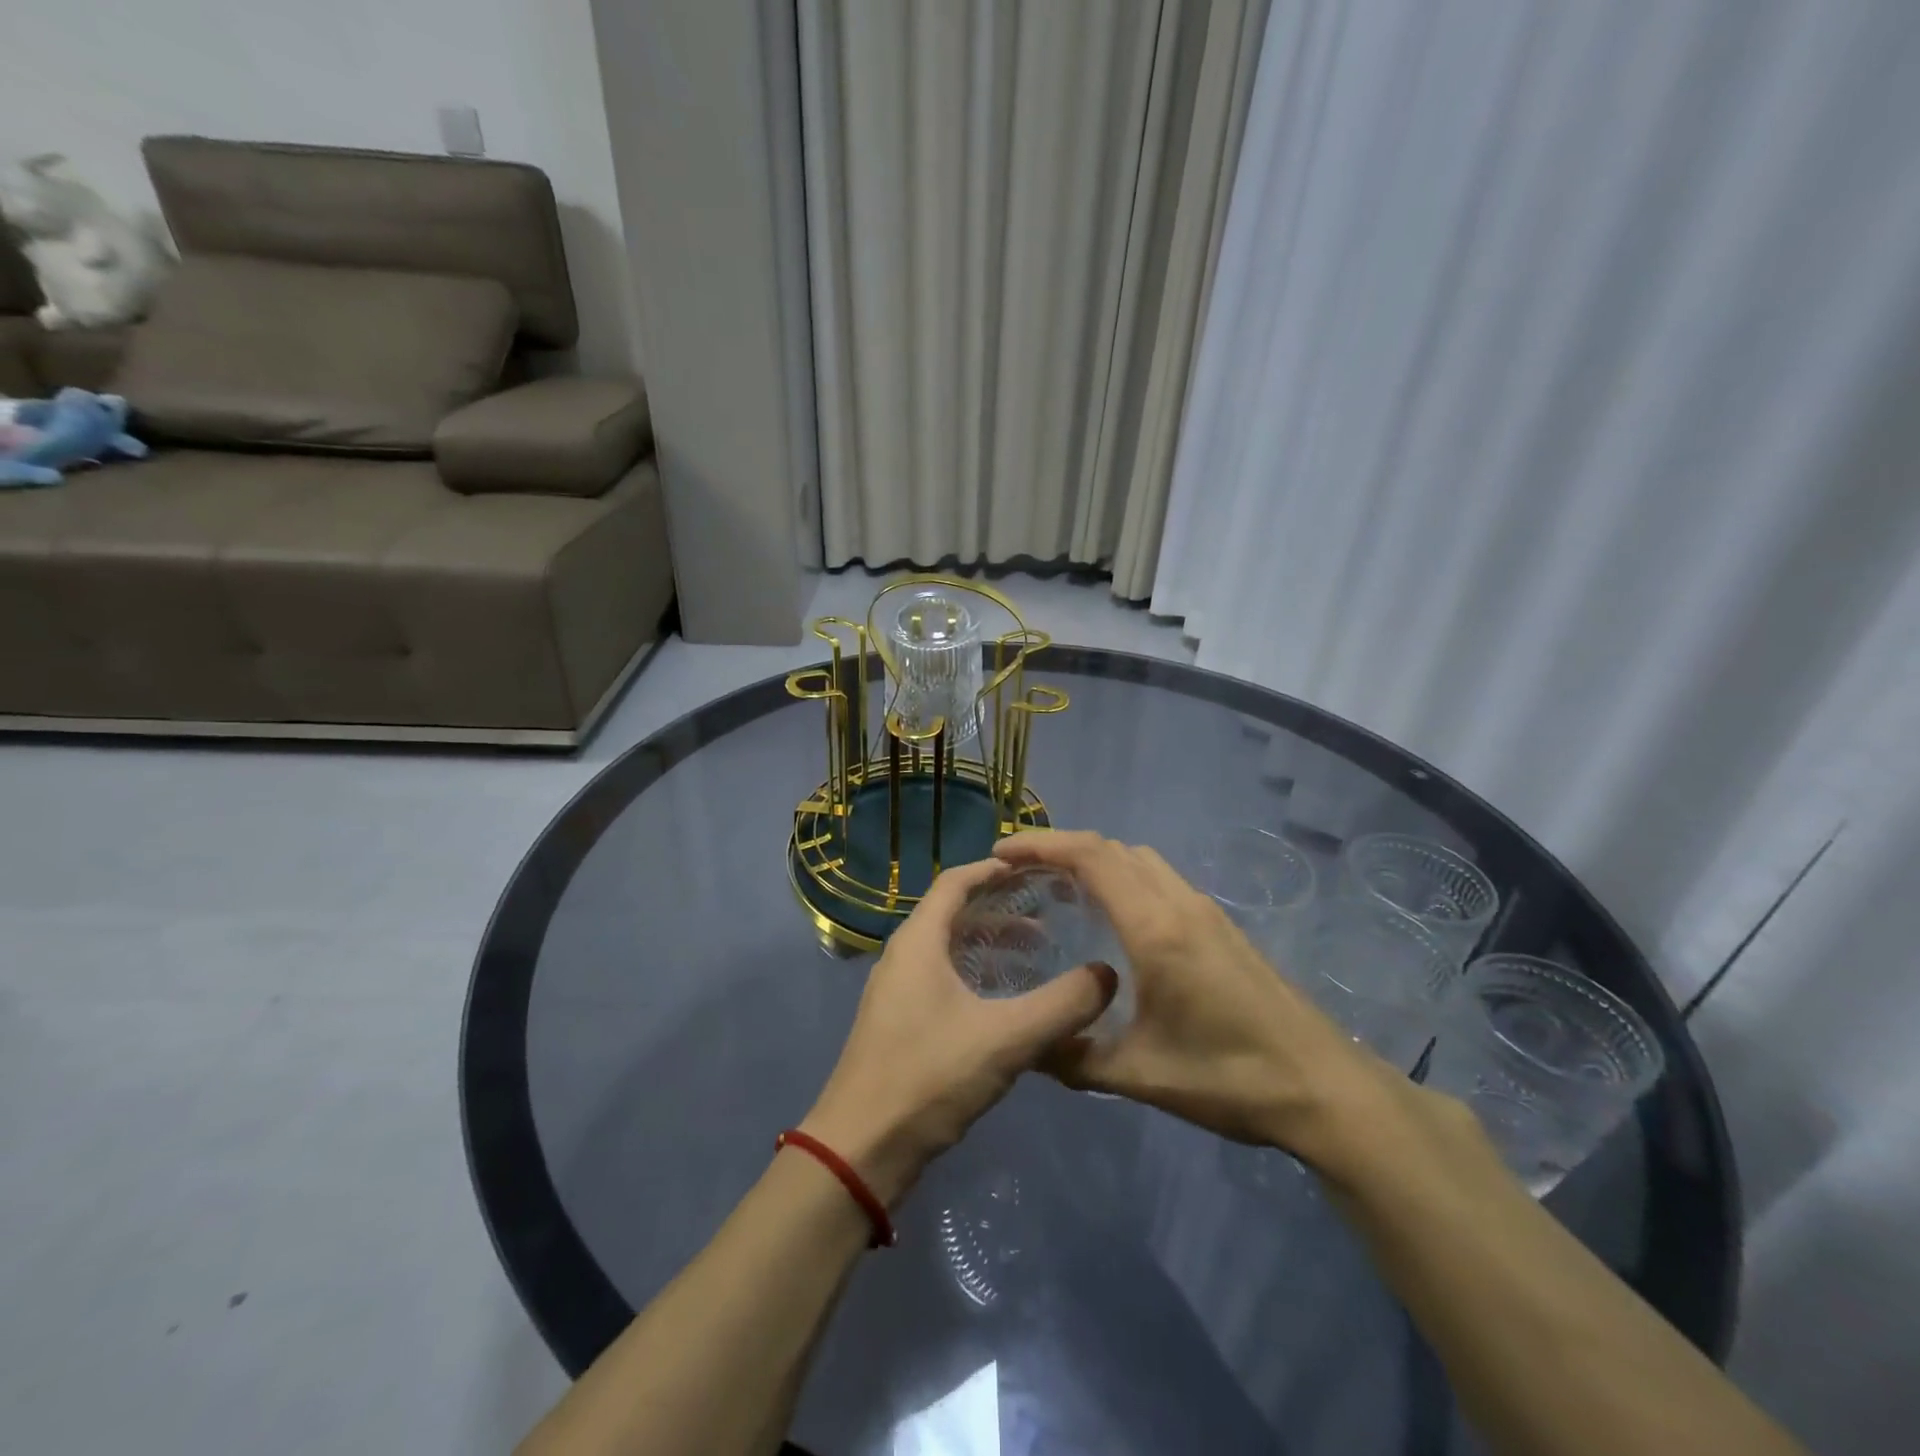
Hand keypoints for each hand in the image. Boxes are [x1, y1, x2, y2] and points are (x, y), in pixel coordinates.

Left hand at [801, 859, 1118, 1205]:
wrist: (861, 1149)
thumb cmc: (929, 1076)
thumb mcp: (1006, 1038)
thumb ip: (1062, 1005)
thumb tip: (1108, 975)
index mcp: (919, 941)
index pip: (956, 881)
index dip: (994, 869)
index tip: (1036, 869)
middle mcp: (904, 956)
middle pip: (954, 913)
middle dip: (1001, 908)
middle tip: (1049, 913)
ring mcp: (898, 991)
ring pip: (949, 949)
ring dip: (991, 944)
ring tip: (1038, 955)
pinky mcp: (900, 1023)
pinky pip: (943, 979)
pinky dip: (977, 975)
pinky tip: (1008, 1002)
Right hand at [994, 830, 1392, 1167]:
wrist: (1324, 1087)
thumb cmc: (1230, 1077)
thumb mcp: (1140, 1075)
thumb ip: (1074, 1057)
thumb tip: (1025, 1047)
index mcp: (1155, 927)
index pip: (1091, 858)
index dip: (1042, 844)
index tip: (1001, 851)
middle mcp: (1179, 903)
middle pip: (1112, 849)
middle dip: (1061, 847)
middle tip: (1019, 870)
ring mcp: (1205, 911)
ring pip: (1140, 860)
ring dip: (1096, 860)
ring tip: (1058, 889)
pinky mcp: (1220, 926)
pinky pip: (1160, 880)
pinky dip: (1123, 878)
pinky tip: (1111, 919)